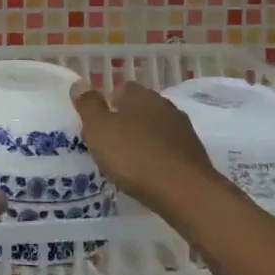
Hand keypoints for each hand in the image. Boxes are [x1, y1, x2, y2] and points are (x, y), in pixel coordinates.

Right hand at [74, 80, 218, 211]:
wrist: (185, 191)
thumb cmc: (134, 156)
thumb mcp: (99, 129)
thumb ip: (88, 105)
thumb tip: (80, 83)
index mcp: (139, 95)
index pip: (121, 88)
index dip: (108, 103)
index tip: (98, 123)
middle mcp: (163, 105)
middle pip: (140, 107)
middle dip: (127, 120)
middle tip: (111, 142)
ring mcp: (183, 129)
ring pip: (156, 127)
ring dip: (144, 138)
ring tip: (129, 160)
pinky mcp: (194, 153)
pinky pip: (169, 148)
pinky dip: (158, 156)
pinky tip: (150, 172)